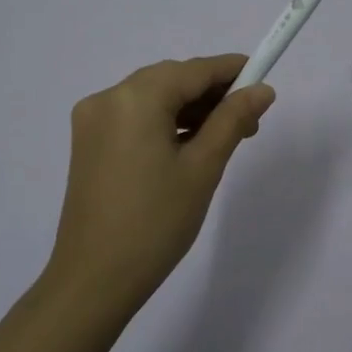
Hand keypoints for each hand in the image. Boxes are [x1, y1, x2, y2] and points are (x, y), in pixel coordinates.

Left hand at [42, 55, 275, 311]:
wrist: (94, 280)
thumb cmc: (156, 222)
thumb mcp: (203, 167)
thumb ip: (233, 120)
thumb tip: (262, 89)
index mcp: (135, 98)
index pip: (194, 70)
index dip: (232, 71)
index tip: (264, 82)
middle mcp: (108, 97)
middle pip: (172, 79)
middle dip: (212, 94)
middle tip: (249, 124)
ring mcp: (93, 120)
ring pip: (153, 98)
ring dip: (190, 109)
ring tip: (224, 138)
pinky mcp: (88, 143)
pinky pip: (135, 117)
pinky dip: (164, 123)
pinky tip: (189, 145)